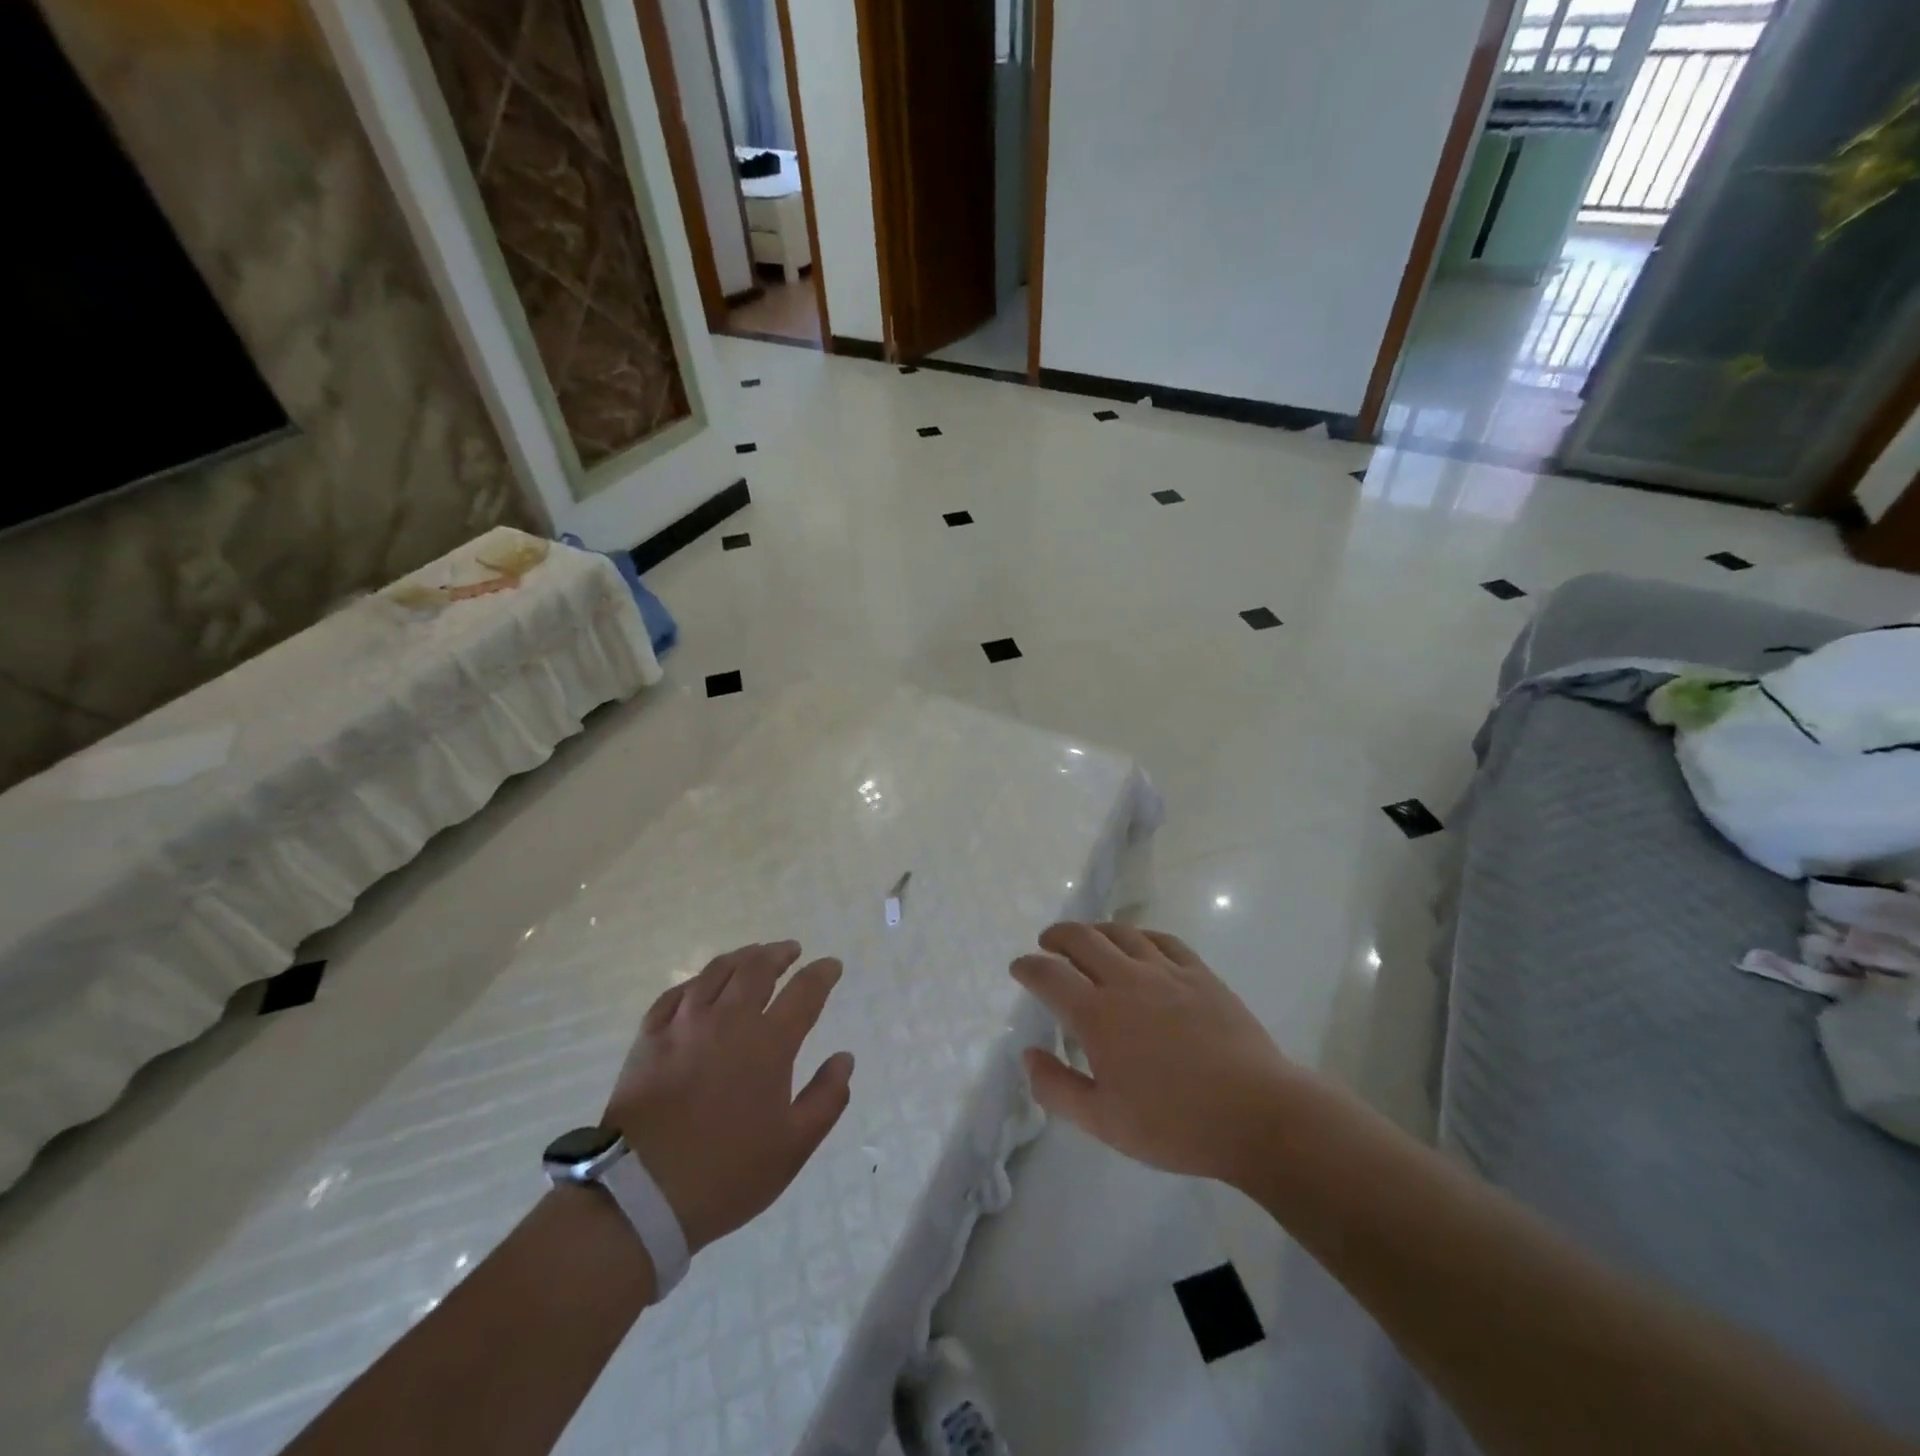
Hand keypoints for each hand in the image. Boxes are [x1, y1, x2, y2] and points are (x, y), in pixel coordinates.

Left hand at [606, 942, 853, 1253]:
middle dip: (779, 953)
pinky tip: (701, 986)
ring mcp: (684, 1025)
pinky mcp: (649, 1038)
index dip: (822, 973)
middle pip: (757, 967)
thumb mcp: (793, 1147)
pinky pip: (676, 993)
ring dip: (741, 957)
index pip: (805, 991)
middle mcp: (728, 1020)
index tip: (832, 965)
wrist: (639, 1197)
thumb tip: (845, 1058)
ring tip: (753, 956)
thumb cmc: (726, 1174)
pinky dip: (697, 981)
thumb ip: (826, 1098)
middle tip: (791, 950)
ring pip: (716, 971)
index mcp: (768, 1043)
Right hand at [1011, 922, 1296, 1184]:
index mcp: (1097, 1015)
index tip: (1019, 968)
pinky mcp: (1200, 974)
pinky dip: (1141, 935)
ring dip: (1096, 930)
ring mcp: (1166, 972)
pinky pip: (1163, 940)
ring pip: (1121, 933)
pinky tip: (1139, 943)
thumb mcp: (1103, 1122)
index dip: (1028, 966)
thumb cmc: (1174, 1125)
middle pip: (1082, 939)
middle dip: (1057, 936)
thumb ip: (1057, 1087)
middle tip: (1047, 944)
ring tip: (1088, 938)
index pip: (1049, 975)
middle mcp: (1126, 981)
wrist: (1256, 1115)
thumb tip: (1028, 1054)